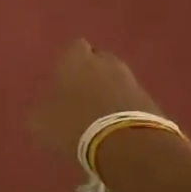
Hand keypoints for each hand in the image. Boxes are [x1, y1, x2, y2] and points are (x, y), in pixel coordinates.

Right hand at [29, 39, 163, 157]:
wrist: (124, 144)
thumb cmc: (74, 124)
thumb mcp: (41, 121)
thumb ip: (41, 108)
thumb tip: (44, 106)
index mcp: (76, 59)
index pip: (74, 47)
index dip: (69, 61)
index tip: (63, 77)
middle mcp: (105, 62)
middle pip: (98, 59)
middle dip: (91, 73)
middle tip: (80, 94)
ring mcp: (131, 79)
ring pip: (116, 78)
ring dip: (108, 90)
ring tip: (98, 112)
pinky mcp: (149, 100)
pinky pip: (131, 98)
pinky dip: (123, 107)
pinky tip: (114, 125)